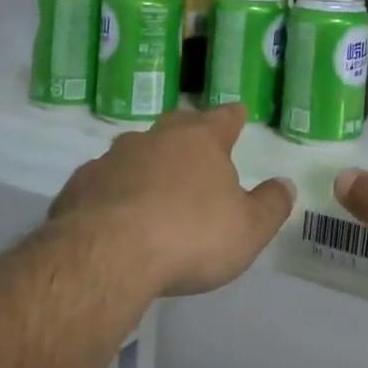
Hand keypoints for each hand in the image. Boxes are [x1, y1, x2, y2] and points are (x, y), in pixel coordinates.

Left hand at [49, 104, 295, 297]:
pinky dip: (115, 188)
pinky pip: (104, 179)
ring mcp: (114, 157)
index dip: (233, 116)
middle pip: (178, 124)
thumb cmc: (190, 236)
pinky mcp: (81, 184)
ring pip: (137, 149)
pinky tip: (115, 211)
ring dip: (149, 161)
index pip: (224, 117)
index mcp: (201, 140)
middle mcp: (157, 138)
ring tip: (155, 182)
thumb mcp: (248, 229)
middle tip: (197, 144)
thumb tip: (286, 184)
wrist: (106, 254)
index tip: (238, 113)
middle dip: (189, 131)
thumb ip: (270, 205)